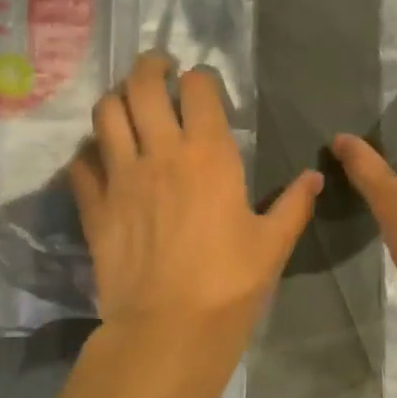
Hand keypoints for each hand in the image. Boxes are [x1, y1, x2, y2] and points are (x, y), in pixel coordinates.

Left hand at [69, 54, 320, 348]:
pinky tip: (100, 160)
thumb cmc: (229, 286)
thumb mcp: (273, 245)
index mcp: (209, 154)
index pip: (198, 88)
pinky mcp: (94, 206)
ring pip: (106, 113)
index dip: (200, 78)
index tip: (203, 84)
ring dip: (117, 100)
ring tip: (128, 106)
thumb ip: (293, 205)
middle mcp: (160, 152)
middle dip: (150, 67)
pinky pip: (81, 163)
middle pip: (142, 85)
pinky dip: (89, 153)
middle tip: (159, 71)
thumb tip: (314, 178)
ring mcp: (121, 177)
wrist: (168, 330)